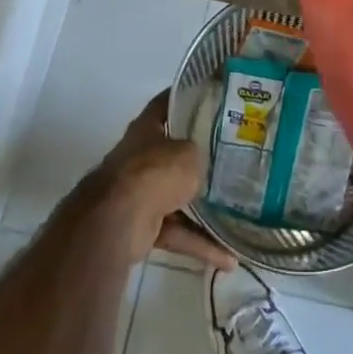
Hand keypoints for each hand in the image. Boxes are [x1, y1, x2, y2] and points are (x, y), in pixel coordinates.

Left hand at [95, 92, 234, 270]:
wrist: (116, 221)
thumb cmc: (154, 173)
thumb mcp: (189, 154)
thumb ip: (199, 154)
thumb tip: (204, 165)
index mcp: (147, 128)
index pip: (167, 103)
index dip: (186, 97)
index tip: (210, 96)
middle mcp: (140, 157)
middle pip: (172, 152)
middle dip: (197, 158)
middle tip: (229, 157)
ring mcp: (138, 192)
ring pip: (176, 196)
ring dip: (202, 208)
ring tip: (236, 213)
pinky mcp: (140, 226)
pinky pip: (176, 231)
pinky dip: (198, 243)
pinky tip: (226, 257)